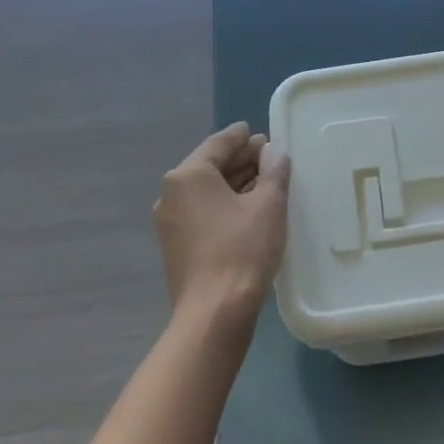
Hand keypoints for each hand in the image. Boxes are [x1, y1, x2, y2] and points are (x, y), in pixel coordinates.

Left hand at [153, 122, 290, 339]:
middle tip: (268, 156)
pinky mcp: (176, 246)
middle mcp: (171, 193)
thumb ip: (274, 172)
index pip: (218, 144)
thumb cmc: (243, 249)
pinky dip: (223, 204)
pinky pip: (201, 212)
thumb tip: (275, 153)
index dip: (241, 137)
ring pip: (205, 191)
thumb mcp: (269, 205)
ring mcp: (169, 222)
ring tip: (264, 181)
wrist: (214, 311)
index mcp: (189, 176)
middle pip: (209, 166)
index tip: (257, 132)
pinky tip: (247, 210)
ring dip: (234, 183)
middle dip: (239, 160)